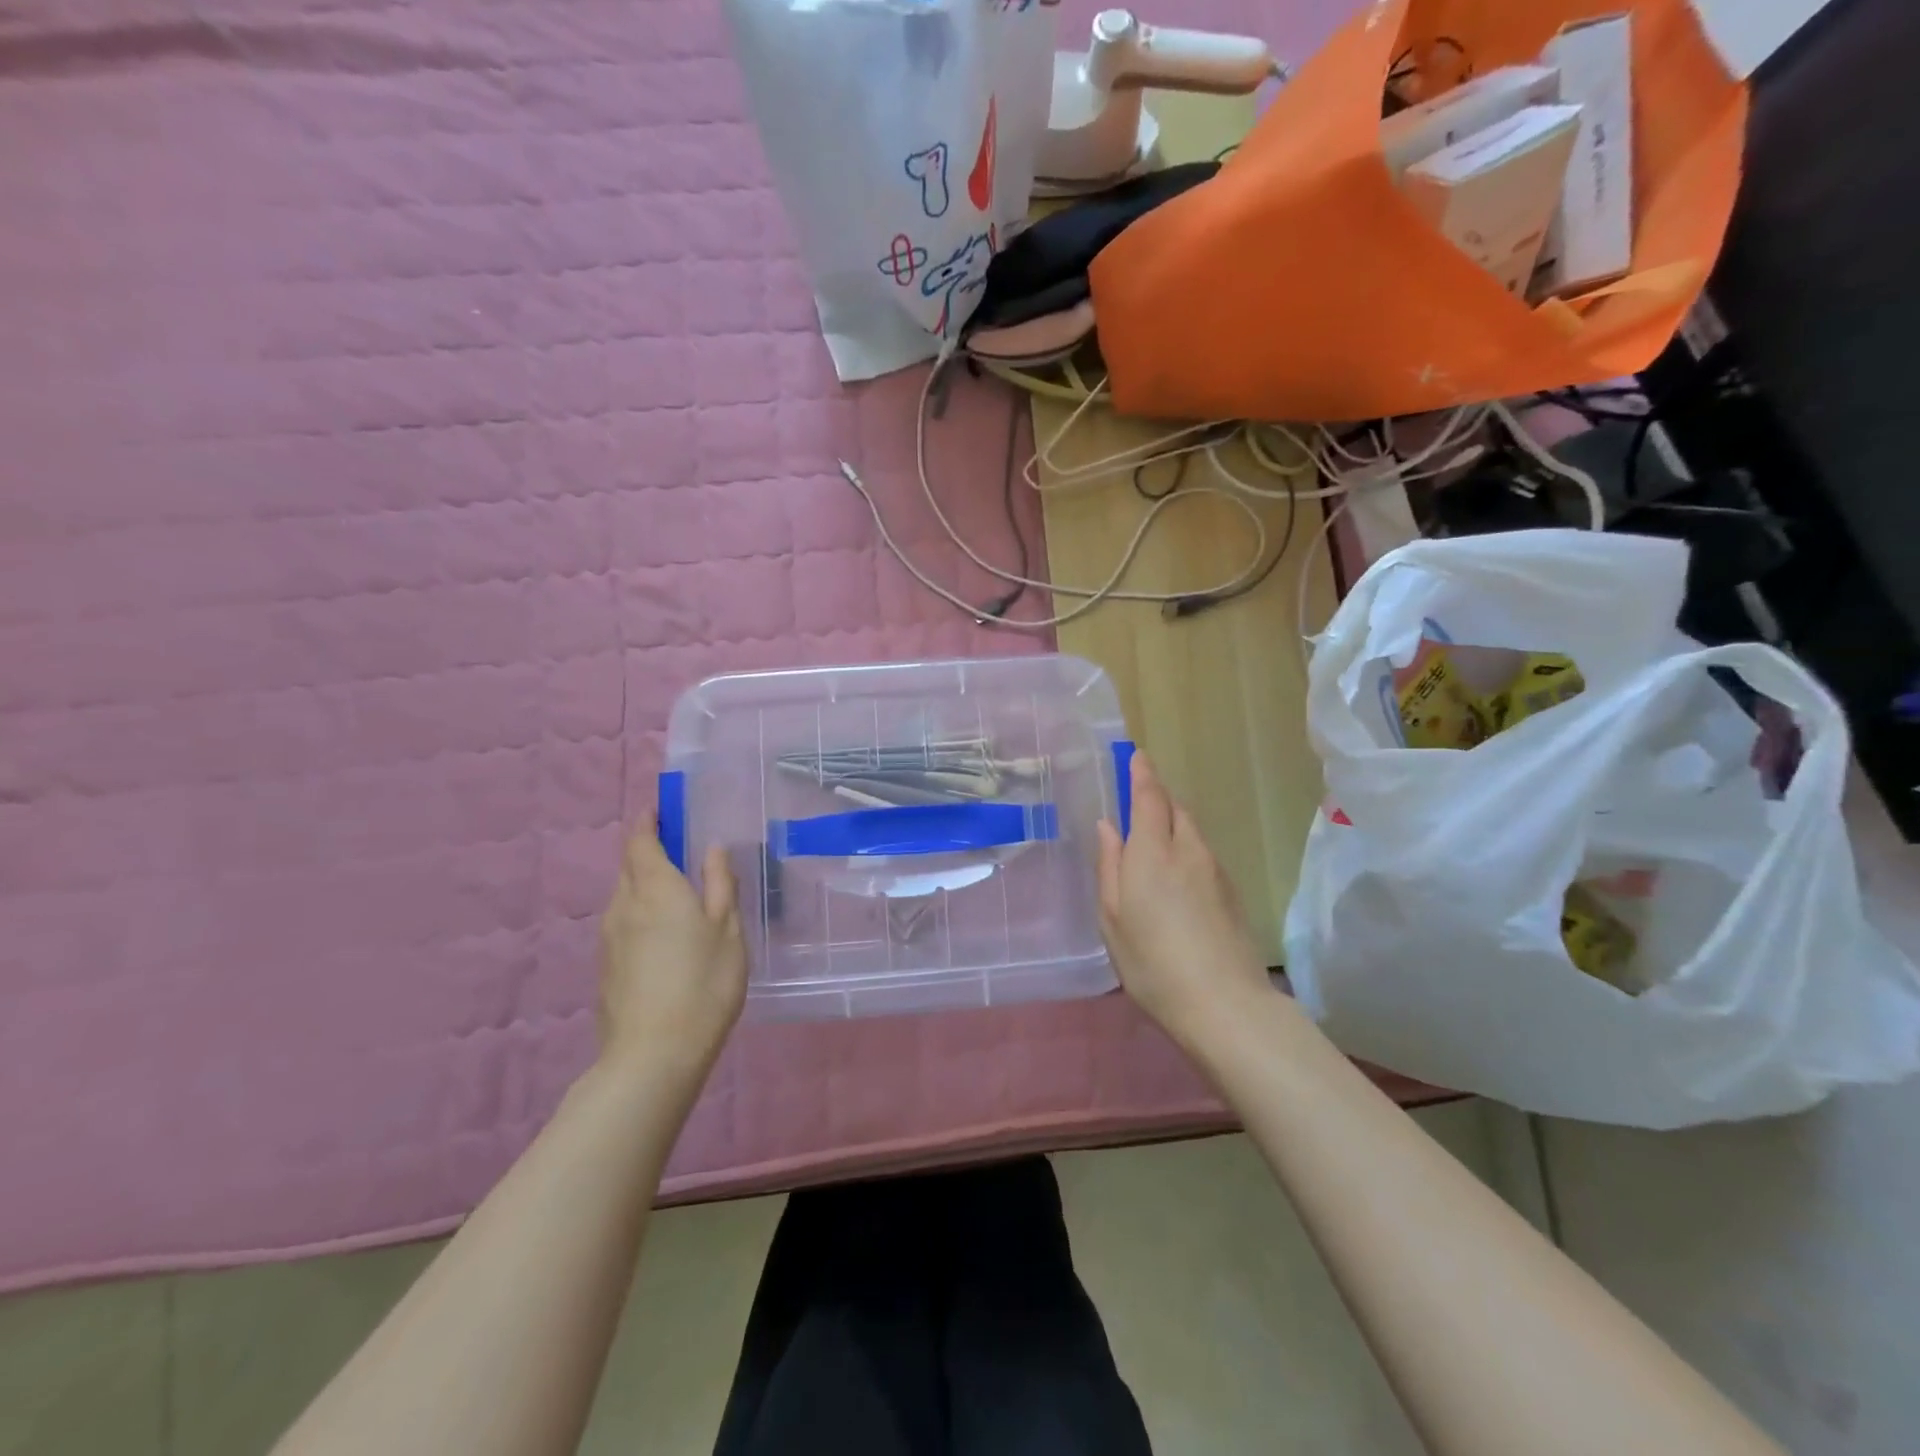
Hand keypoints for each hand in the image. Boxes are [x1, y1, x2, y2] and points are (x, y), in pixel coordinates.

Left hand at [597, 832, 747, 1087]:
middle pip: (630, 865)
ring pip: (625, 895)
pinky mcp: (606, 966)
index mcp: (656, 888)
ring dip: (645, 883)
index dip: (648, 821)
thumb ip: (719, 884)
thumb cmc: (703, 984)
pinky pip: (623, 922)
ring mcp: (609, 937)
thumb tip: (712, 847)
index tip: (661, 808)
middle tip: (680, 849)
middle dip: (649, 850)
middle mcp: (624, 904)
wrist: (652, 1056)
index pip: (640, 840)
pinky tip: (664, 935)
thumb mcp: (728, 931)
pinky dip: (641, 913)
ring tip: (677, 894)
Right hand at [1096, 751, 1273, 1052]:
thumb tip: (1108, 826)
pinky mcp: (1232, 893)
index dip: (1142, 773)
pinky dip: (1186, 850)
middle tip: (1138, 803)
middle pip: (1176, 809)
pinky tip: (1176, 879)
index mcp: (1153, 850)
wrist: (1224, 1005)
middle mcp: (1189, 850)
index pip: (1151, 796)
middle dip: (1158, 798)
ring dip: (1173, 825)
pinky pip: (1203, 855)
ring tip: (1153, 844)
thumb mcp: (1112, 916)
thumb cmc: (1152, 961)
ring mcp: (1216, 871)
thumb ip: (1110, 865)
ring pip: (1192, 832)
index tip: (1136, 755)